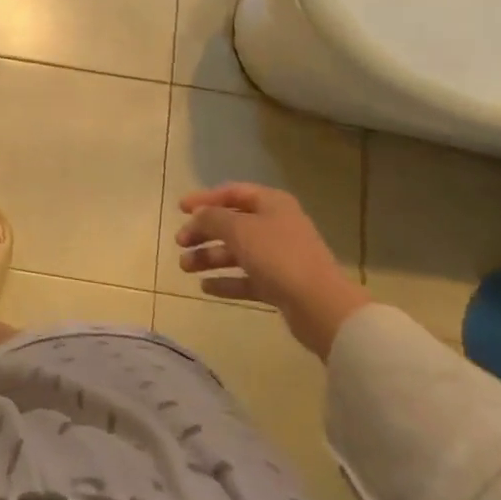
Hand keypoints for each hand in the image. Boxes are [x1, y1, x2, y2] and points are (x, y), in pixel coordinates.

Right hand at [176, 183, 371, 356]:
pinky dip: (226, 281)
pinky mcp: (280, 285)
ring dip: (209, 257)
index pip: (232, 193)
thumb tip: (198, 215)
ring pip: (237, 252)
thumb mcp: (239, 230)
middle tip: (180, 242)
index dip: (205, 198)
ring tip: (185, 267)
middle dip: (203, 232)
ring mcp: (279, 257)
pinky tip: (205, 287)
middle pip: (232, 223)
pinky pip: (246, 278)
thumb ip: (212, 218)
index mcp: (271, 203)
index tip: (180, 209)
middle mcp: (276, 225)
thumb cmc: (278, 256)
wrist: (320, 306)